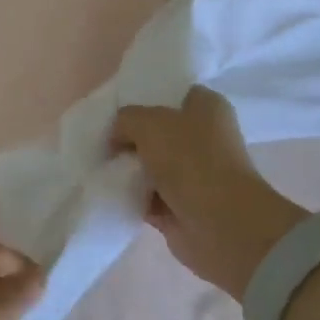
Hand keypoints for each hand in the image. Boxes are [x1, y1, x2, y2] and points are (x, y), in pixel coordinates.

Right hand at [110, 86, 305, 300]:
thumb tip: (117, 137)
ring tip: (98, 167)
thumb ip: (126, 120)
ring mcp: (193, 175)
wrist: (220, 225)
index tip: (116, 110)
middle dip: (130, 137)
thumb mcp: (149, 123)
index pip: (172, 94)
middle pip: (158, 132)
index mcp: (207, 108)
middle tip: (102, 140)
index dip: (144, 99)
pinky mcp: (181, 207)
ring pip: (151, 166)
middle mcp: (204, 139)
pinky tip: (107, 191)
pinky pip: (146, 197)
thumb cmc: (191, 161)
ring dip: (128, 169)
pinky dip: (130, 196)